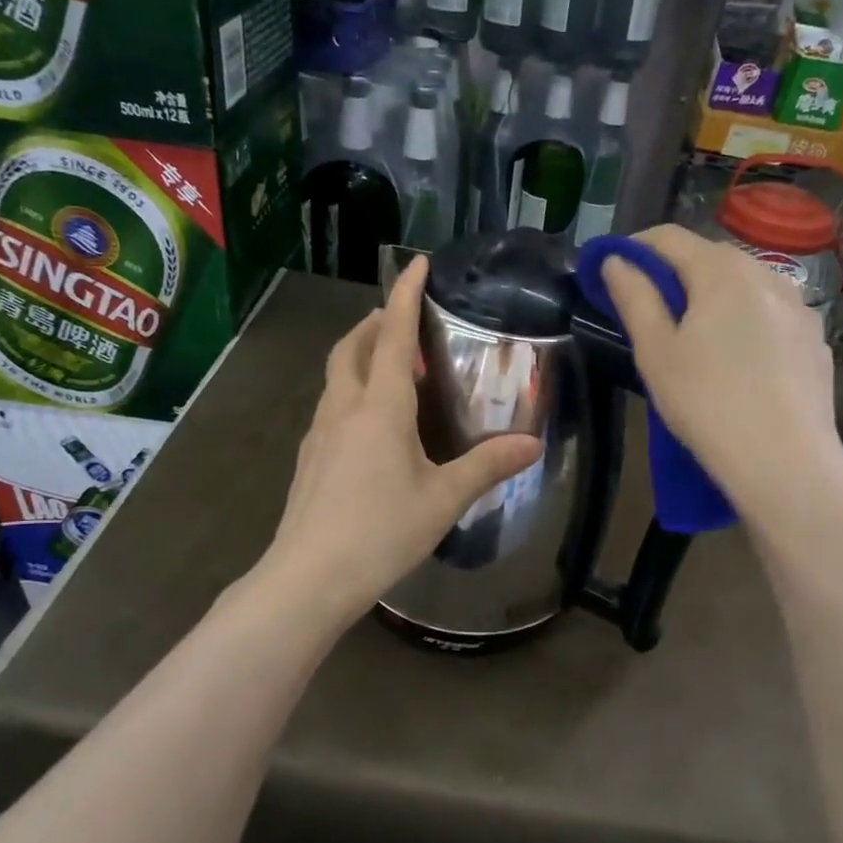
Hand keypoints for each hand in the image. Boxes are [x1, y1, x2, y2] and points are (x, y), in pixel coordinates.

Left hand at [266, 257, 542, 621]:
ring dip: (361, 355)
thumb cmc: (380, 532)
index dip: (406, 296)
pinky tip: (370, 422)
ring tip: (391, 366)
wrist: (309, 578)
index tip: (417, 263)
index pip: (394, 335)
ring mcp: (319, 432)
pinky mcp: (309, 458)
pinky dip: (351, 390)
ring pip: (337, 375)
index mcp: (380, 406)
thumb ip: (487, 466)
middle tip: (402, 320)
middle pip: (353, 347)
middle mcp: (344, 408)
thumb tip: (533, 444)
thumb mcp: (443, 499)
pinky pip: (331, 405)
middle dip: (375, 323)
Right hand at [600, 226, 842, 529]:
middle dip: (674, 271)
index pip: (669, 238)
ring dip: (712, 294)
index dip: (634, 247)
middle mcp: (767, 275)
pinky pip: (770, 313)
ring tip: (693, 332)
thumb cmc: (707, 403)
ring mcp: (799, 306)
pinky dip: (745, 318)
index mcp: (722, 271)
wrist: (785, 462)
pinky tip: (737, 357)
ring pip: (745, 284)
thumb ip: (634, 298)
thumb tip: (616, 261)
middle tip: (648, 306)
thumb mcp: (656, 353)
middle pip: (710, 256)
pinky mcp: (815, 339)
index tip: (612, 269)